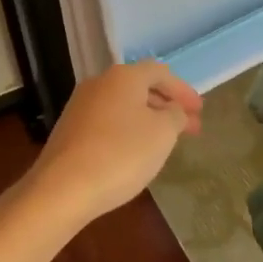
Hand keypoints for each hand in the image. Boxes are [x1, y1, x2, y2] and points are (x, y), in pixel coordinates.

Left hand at [24, 61, 202, 227]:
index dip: (184, 90)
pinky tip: (135, 151)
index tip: (200, 111)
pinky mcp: (69, 129)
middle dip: (168, 106)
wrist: (62, 189)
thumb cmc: (121, 154)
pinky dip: (128, 130)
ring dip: (148, 118)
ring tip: (165, 141)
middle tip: (189, 128)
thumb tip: (173, 110)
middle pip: (141, 87)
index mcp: (124, 76)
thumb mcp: (162, 134)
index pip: (161, 73)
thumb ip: (175, 115)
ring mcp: (81, 105)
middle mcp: (100, 83)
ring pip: (124, 105)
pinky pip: (108, 121)